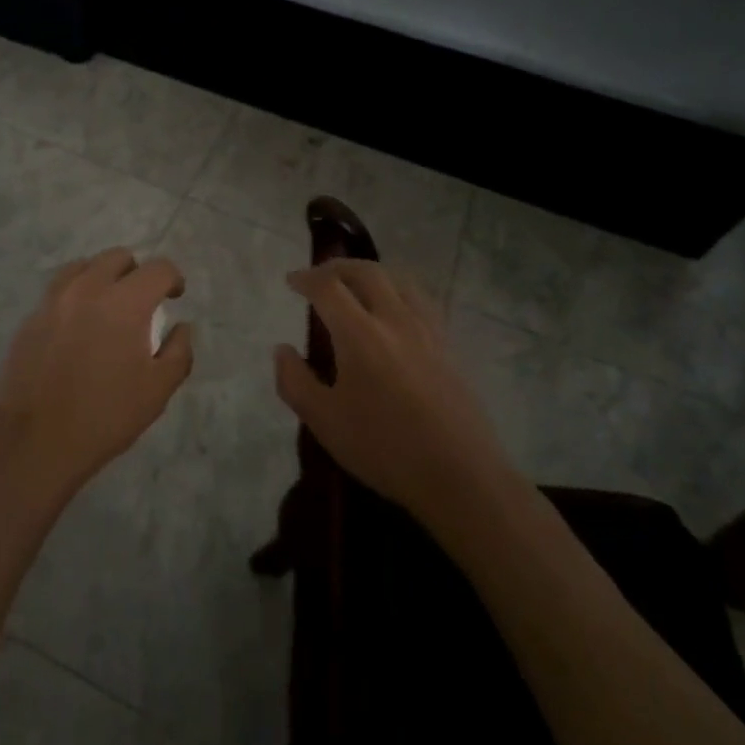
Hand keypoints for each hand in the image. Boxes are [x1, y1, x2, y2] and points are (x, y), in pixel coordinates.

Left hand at [0, 248, 194, 498]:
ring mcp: (54, 300)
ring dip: (102, 277)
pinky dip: (74, 296)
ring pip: (83, 267)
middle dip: (136, 273)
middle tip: (141, 301)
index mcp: (125, 302)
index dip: (173, 279)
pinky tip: (76, 326)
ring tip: (106, 306)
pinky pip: (58, 290)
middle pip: (117, 257)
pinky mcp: (31, 317)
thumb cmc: (105, 416)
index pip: (157, 268)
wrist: (36, 441)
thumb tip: (181, 328)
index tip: (174, 296)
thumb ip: (178, 352)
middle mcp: (88, 288)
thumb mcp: (157, 391)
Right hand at [274, 260, 511, 520]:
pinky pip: (420, 301)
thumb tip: (282, 350)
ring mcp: (427, 331)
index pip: (328, 287)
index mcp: (360, 334)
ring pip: (398, 281)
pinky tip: (394, 314)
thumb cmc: (385, 449)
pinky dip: (398, 292)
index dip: (306, 278)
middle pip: (366, 272)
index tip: (291, 281)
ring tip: (356, 289)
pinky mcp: (448, 346)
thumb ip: (295, 381)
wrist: (462, 477)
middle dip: (337, 267)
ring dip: (370, 275)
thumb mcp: (324, 422)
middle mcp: (395, 320)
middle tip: (319, 278)